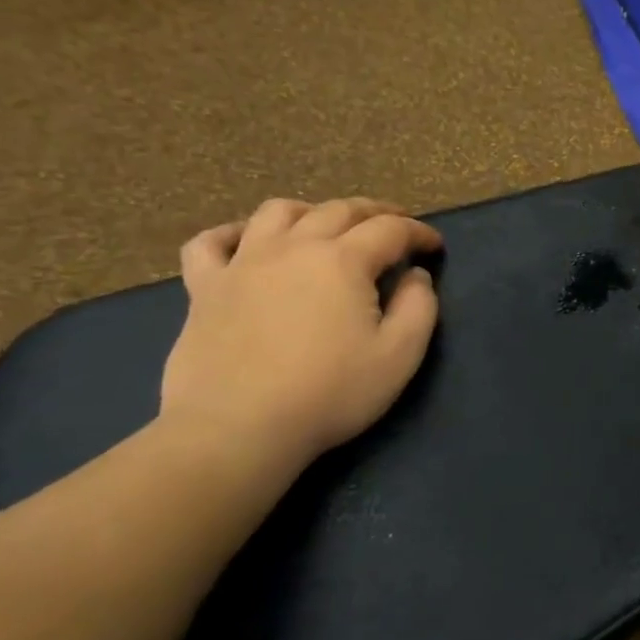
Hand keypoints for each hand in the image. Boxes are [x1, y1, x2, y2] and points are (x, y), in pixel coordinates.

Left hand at [160, 198, 443, 468]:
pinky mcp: (205, 288)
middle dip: (375, 213)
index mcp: (344, 260)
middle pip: (339, 210)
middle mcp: (294, 247)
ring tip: (325, 227)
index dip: (419, 233)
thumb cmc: (329, 393)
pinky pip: (209, 243)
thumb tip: (416, 276)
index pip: (391, 229)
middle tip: (395, 227)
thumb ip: (419, 307)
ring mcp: (243, 263)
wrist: (237, 429)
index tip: (434, 248)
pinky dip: (231, 233)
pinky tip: (245, 243)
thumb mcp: (399, 356)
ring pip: (278, 212)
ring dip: (311, 211)